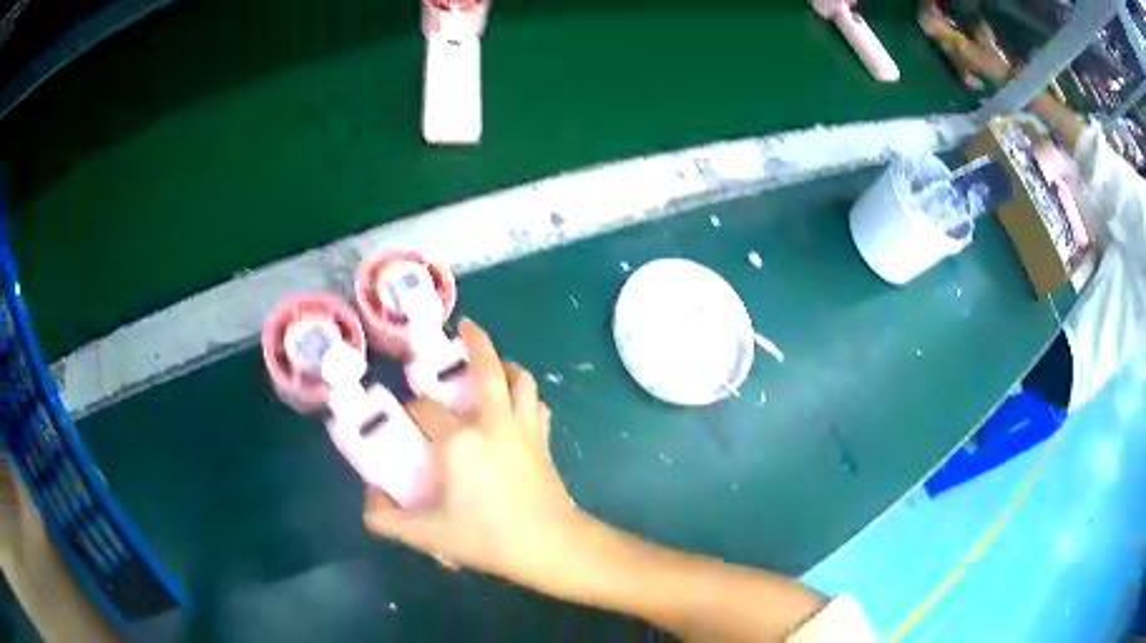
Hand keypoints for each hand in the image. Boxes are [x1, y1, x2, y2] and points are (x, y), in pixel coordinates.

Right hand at [363, 319, 583, 584]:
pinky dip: (525, 394)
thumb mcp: (426, 535)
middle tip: (464, 329)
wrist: (551, 546)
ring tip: (491, 364)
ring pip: (520, 379)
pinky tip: (516, 404)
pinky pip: (536, 403)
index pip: (425, 408)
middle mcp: (493, 421)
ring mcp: (523, 428)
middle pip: (486, 368)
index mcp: (459, 440)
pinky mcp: (543, 440)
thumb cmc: (487, 537)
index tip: (403, 422)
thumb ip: (385, 518)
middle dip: (474, 342)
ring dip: (506, 364)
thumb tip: (369, 497)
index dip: (410, 409)